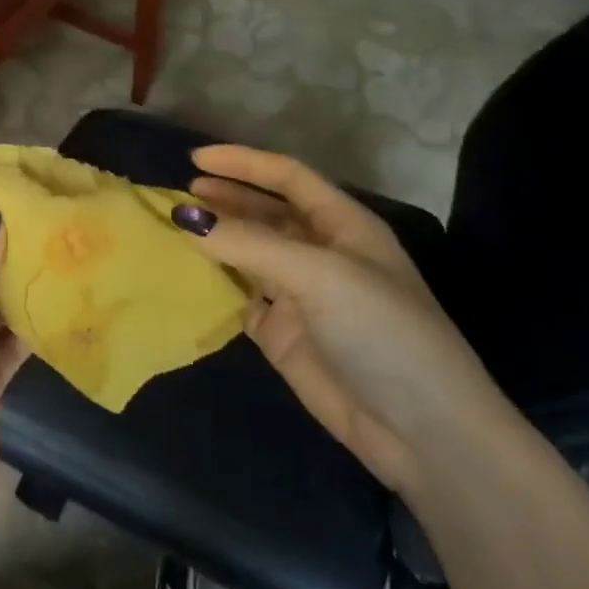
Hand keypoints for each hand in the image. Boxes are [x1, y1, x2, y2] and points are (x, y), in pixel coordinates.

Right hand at [173, 145, 512, 496]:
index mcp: (343, 226)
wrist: (419, 429)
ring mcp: (299, 295)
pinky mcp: (281, 334)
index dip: (243, 163)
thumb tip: (184, 218)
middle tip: (176, 196)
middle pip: (263, 213)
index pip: (288, 177)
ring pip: (246, 254)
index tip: (194, 159)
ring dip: (213, 241)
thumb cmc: (381, 332)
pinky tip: (180, 277)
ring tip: (170, 231)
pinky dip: (210, 285)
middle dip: (223, 199)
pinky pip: (237, 298)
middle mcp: (319, 253)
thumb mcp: (319, 275)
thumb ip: (250, 243)